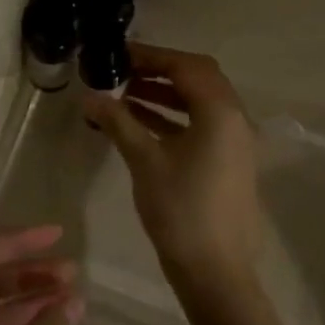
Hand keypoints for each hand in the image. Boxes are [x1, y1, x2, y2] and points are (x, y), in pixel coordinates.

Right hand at [82, 44, 263, 292]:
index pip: (186, 66)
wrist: (215, 270)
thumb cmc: (180, 209)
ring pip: (200, 102)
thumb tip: (89, 96)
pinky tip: (141, 122)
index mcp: (220, 112)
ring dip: (166, 93)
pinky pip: (201, 124)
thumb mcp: (144, 160)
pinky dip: (174, 116)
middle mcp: (235, 119)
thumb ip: (118, 121)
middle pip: (198, 78)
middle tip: (123, 71)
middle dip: (160, 70)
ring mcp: (235, 141)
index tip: (119, 54)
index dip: (152, 56)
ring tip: (125, 95)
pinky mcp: (228, 161)